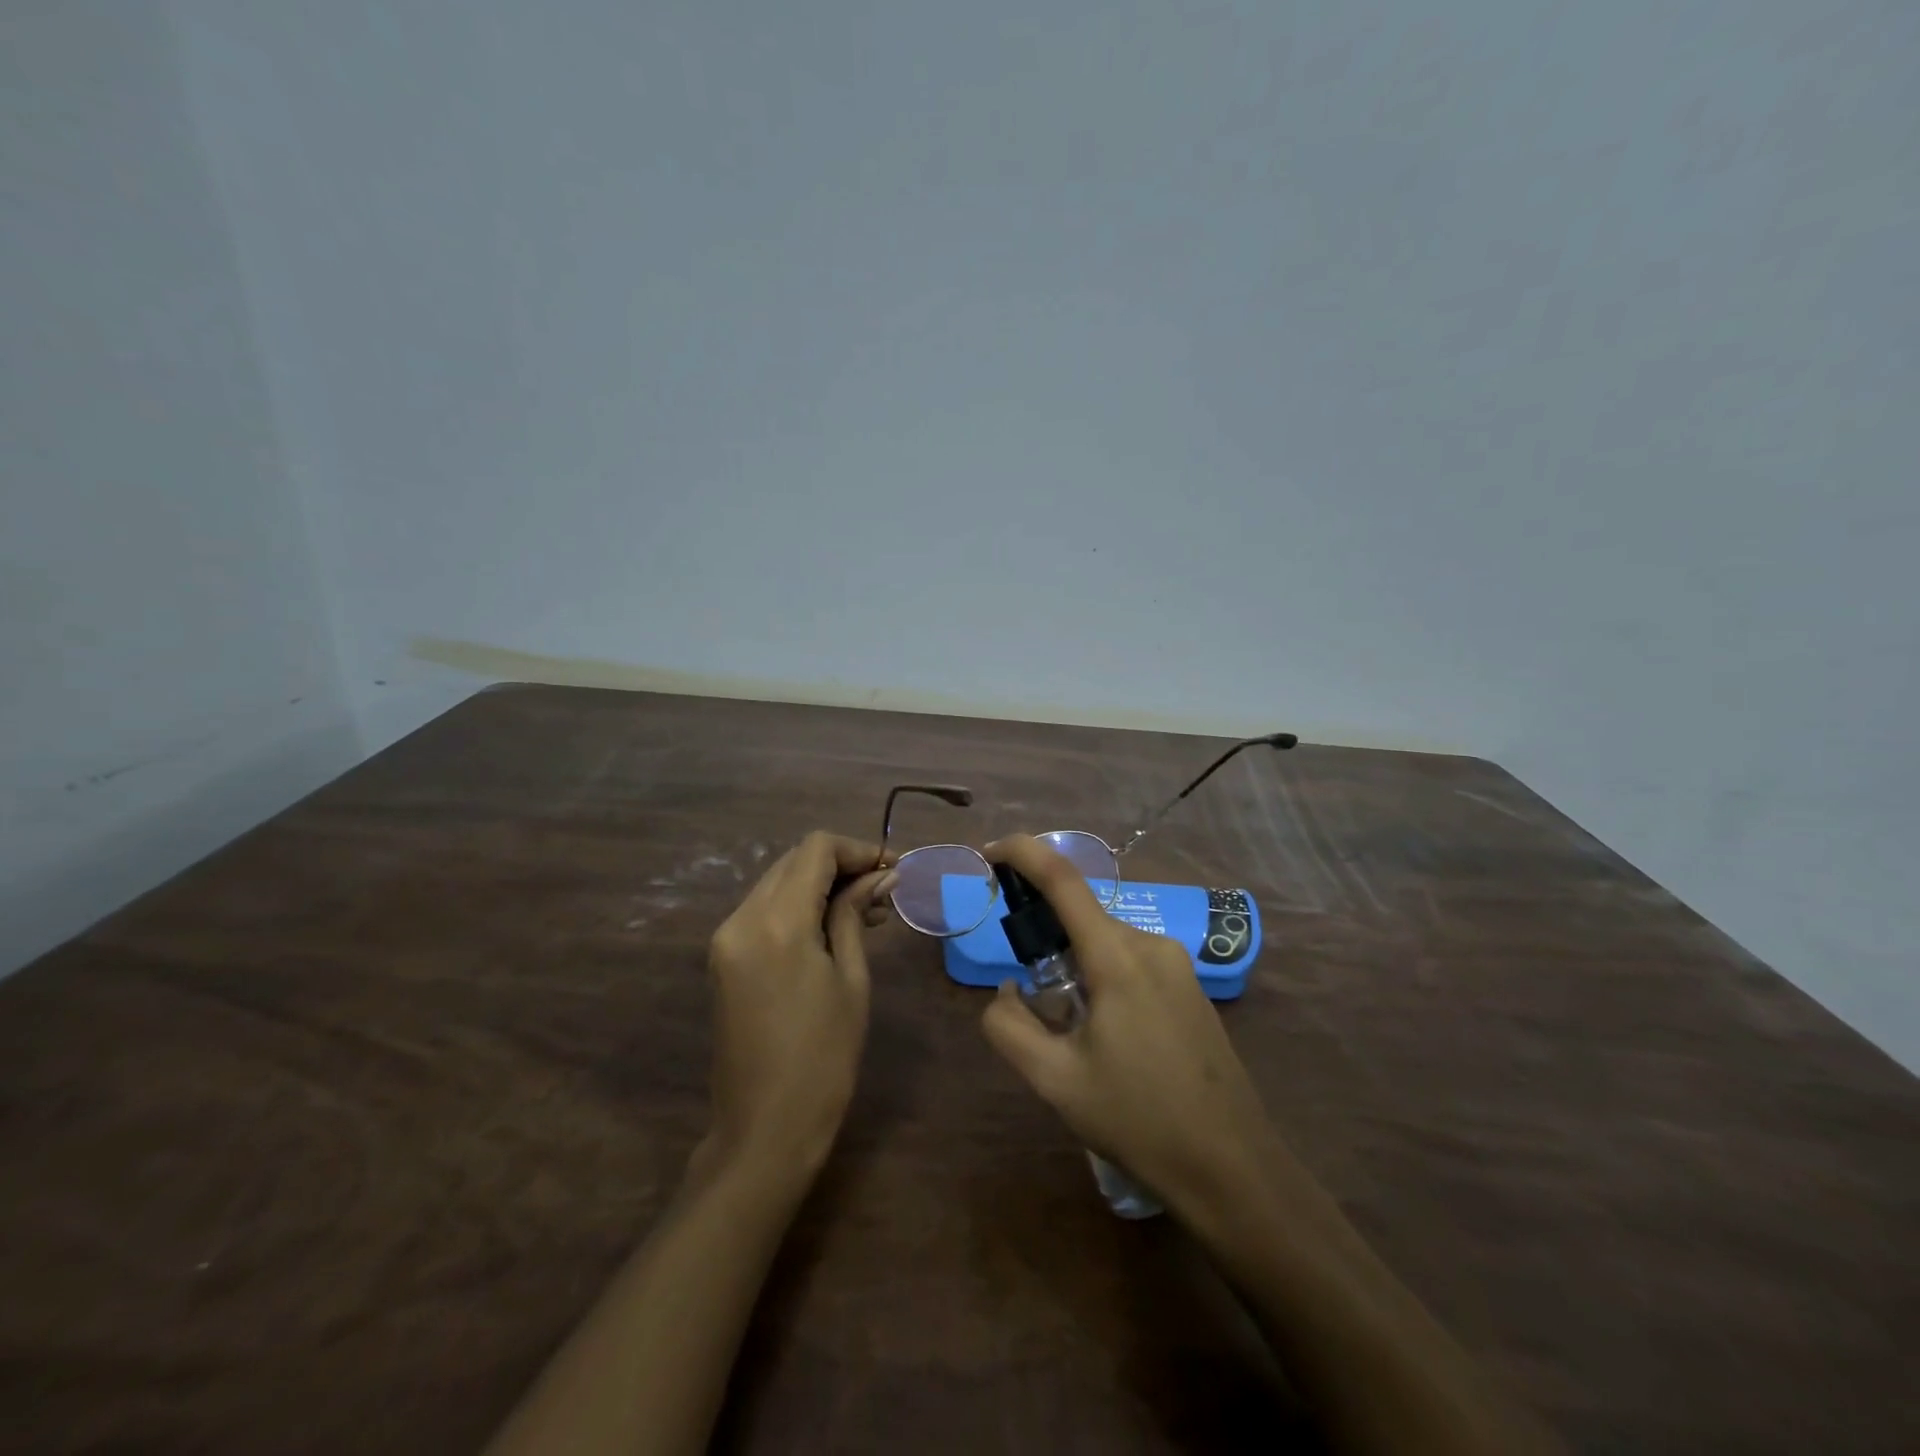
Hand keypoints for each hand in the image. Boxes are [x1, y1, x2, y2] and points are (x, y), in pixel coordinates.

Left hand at [701, 832, 896, 1182]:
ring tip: (865, 912)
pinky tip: (830, 929)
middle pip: (793, 861)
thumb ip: (855, 914)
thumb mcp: (851, 979)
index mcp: (777, 922)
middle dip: (840, 865)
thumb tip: (880, 874)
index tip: (892, 869)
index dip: (857, 849)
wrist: (764, 1129)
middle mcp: (742, 918)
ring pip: (777, 883)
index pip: (816, 849)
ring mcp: (726, 938)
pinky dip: (798, 906)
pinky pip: (763, 911)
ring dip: (819, 885)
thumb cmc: (824, 1057)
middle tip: (883, 890)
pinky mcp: (722, 958)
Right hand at [979, 834, 1276, 1217]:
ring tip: (1072, 1033)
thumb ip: (1010, 1027)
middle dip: (1046, 940)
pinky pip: (1131, 962)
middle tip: (1032, 998)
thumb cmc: (1139, 1120)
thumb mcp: (1055, 1080)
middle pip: (1082, 918)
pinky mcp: (1190, 987)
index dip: (1023, 853)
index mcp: (1117, 956)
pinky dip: (1102, 979)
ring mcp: (1177, 965)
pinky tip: (1107, 1038)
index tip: (989, 853)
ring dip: (1074, 967)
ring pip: (1105, 943)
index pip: (1063, 879)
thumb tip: (1007, 993)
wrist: (1233, 1168)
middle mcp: (1150, 944)